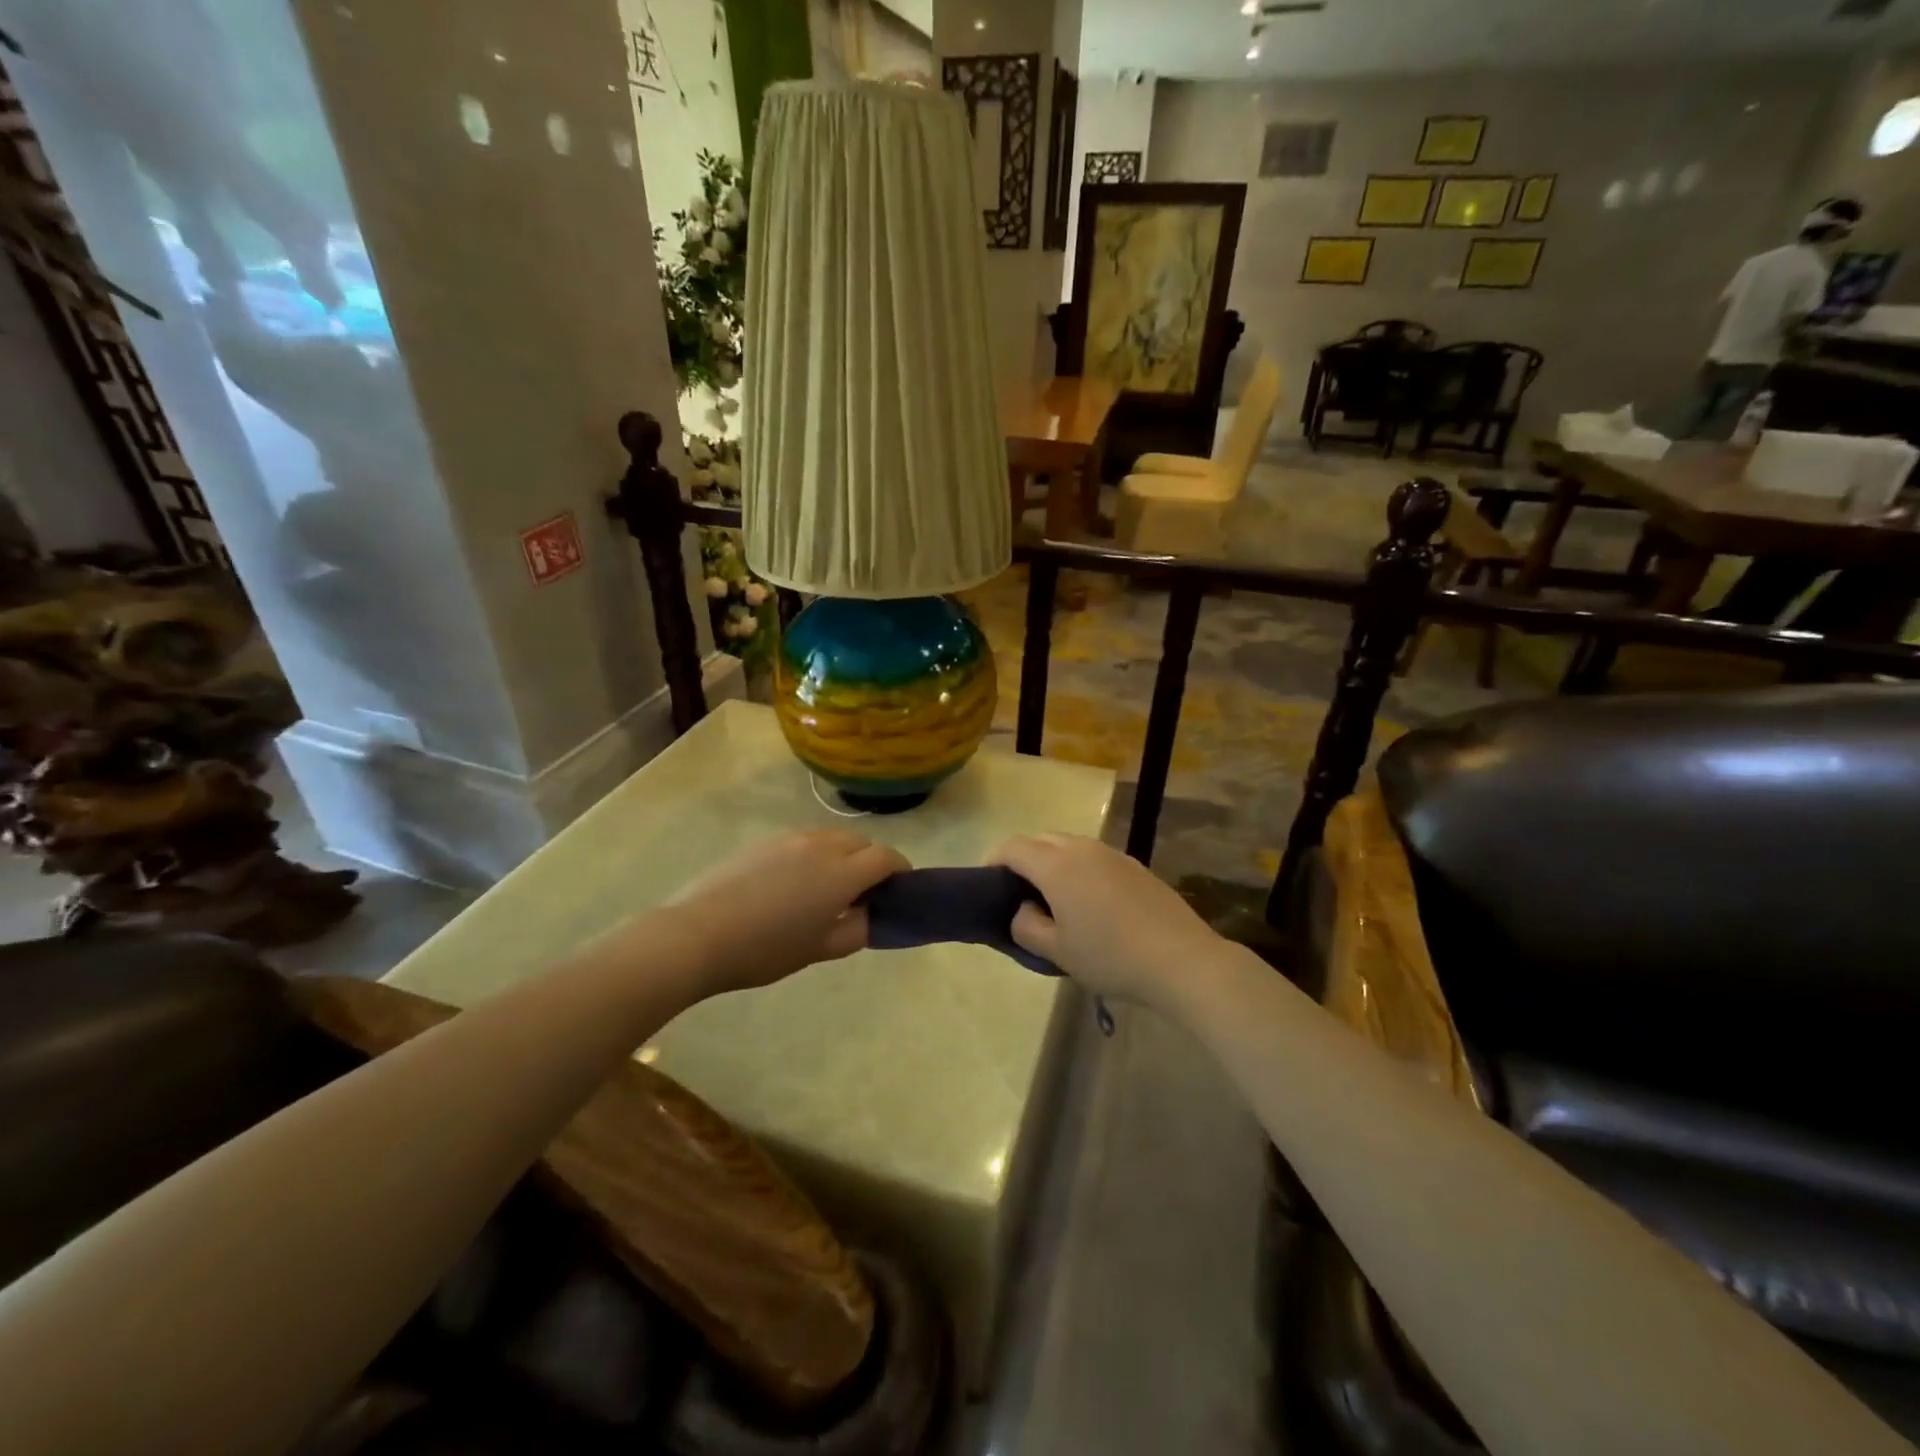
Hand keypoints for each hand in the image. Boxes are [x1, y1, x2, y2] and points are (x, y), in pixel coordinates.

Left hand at [663, 830, 909, 995]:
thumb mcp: (818, 950)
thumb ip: (855, 930)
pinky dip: (813, 855)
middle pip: (860, 842)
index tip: (899, 888)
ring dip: (841, 855)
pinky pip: (802, 841)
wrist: (697, 935)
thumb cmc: (765, 950)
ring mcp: (789, 839)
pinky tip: (791, 884)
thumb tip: (868, 914)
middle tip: (861, 892)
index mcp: (841, 874)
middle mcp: (821, 846)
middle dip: (870, 861)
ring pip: (831, 838)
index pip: (886, 857)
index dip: (900, 870)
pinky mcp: (764, 841)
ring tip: (824, 888)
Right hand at [988, 834, 1221, 1010]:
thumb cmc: (1110, 957)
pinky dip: (1079, 869)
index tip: (987, 884)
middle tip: (1018, 893)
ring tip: (1053, 898)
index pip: (1013, 848)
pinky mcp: (1135, 866)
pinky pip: (1094, 857)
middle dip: (1023, 858)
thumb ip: (1026, 926)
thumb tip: (1022, 909)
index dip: (994, 861)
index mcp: (1056, 865)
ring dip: (1052, 862)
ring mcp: (1112, 854)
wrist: (1181, 960)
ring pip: (1069, 845)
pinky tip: (1090, 903)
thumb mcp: (1057, 951)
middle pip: (1041, 839)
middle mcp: (1082, 849)